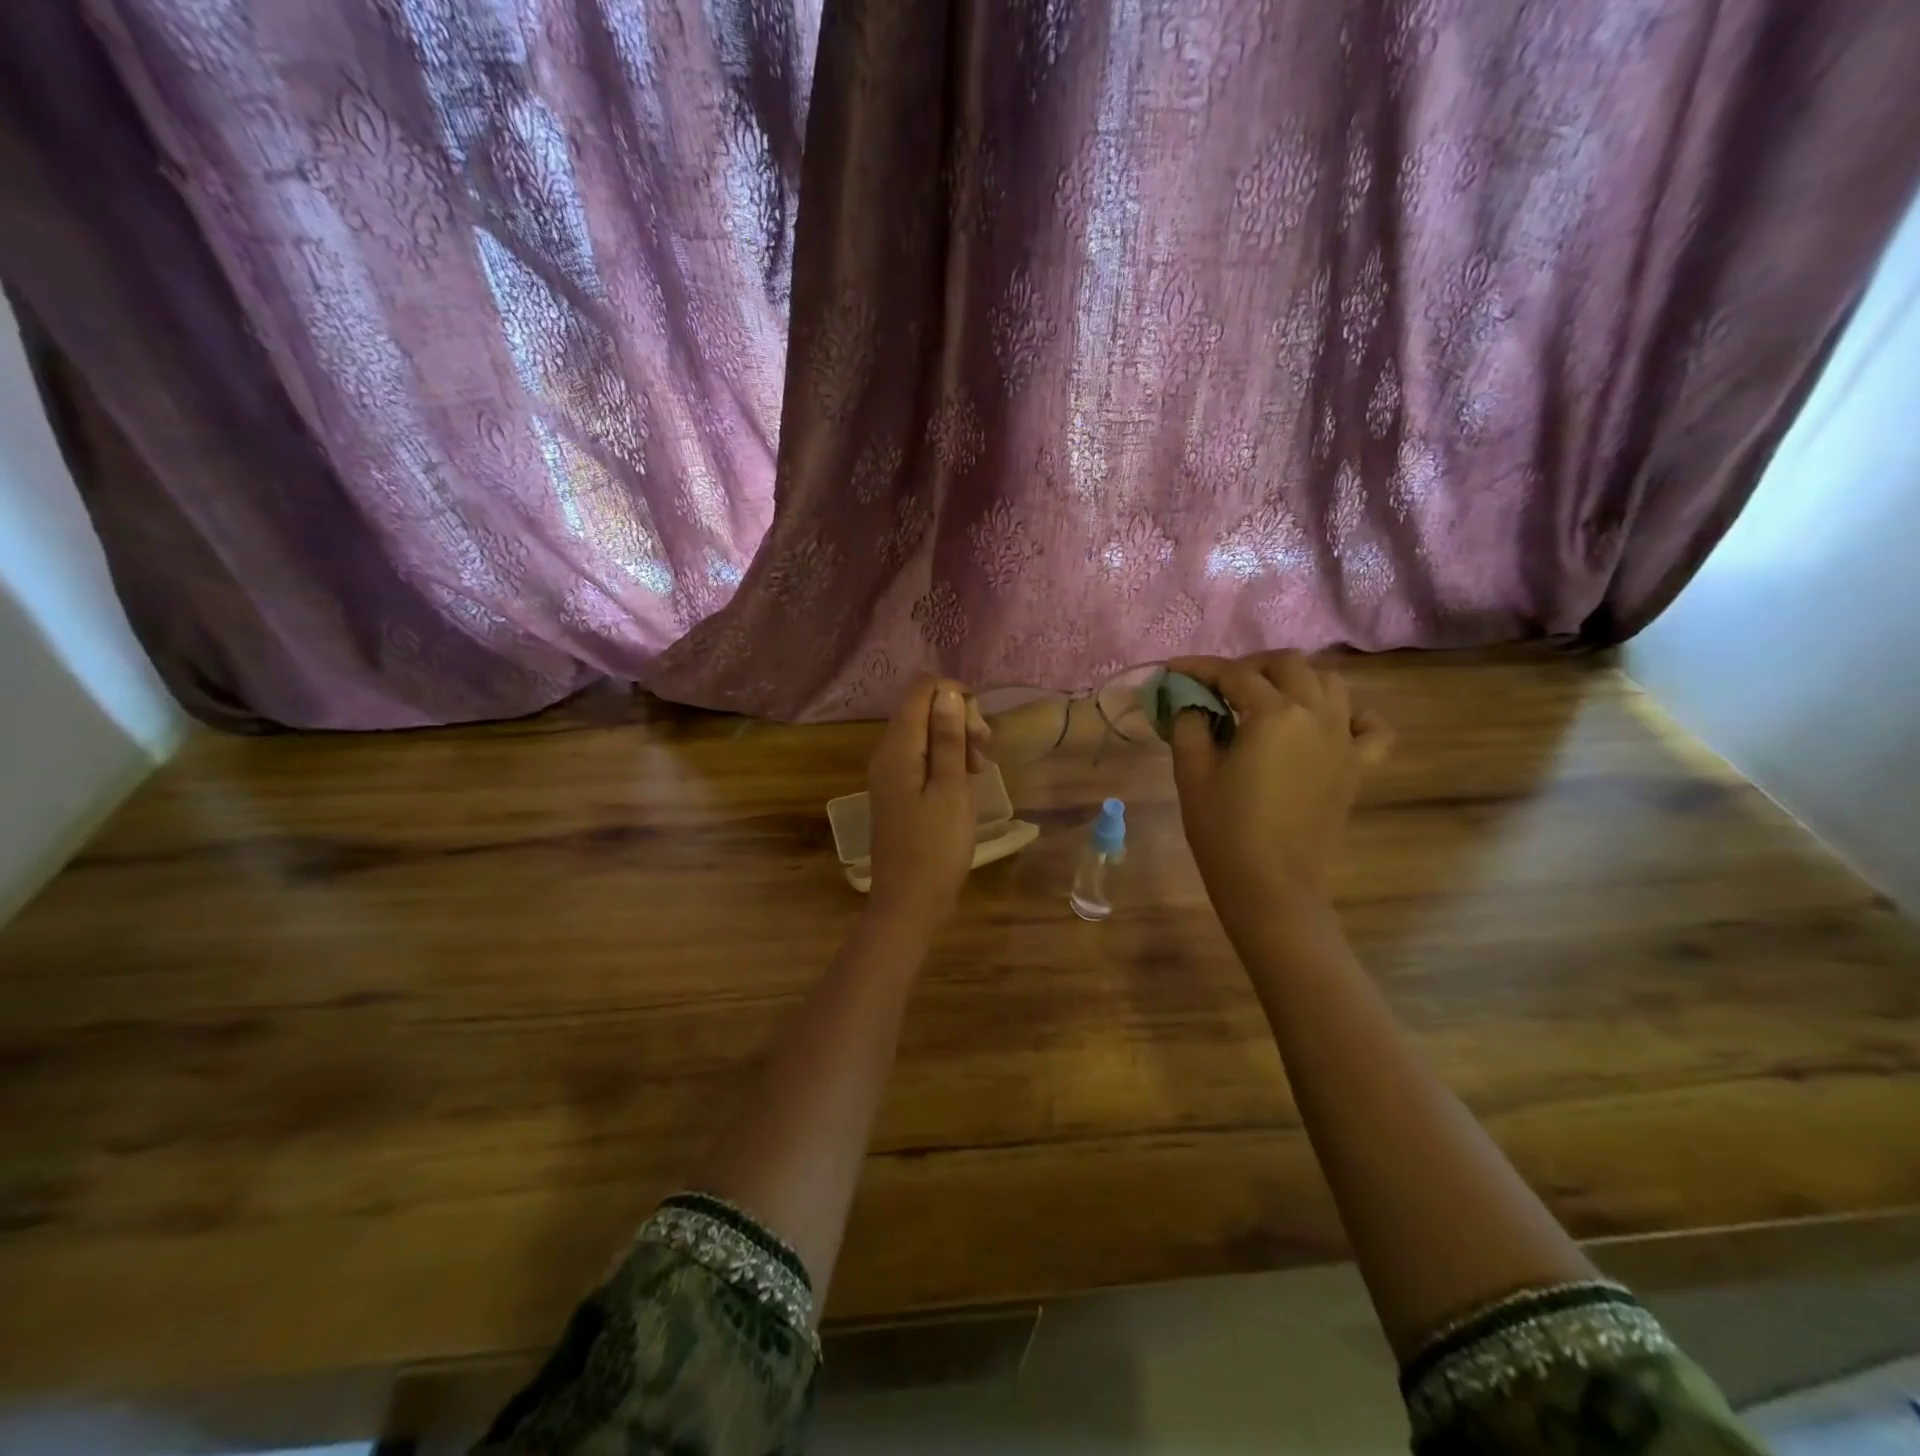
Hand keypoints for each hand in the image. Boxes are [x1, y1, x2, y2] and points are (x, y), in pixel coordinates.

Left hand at [865, 675, 988, 927]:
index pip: (921, 689)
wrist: (908, 903)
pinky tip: (965, 781)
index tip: (980, 729)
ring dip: (956, 741)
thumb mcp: (951, 789)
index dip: (955, 695)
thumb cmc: (936, 848)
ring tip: (978, 770)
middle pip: (922, 709)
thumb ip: (948, 739)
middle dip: (958, 719)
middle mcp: (887, 753)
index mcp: (898, 747)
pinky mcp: (898, 791)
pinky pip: (922, 758)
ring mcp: (890, 773)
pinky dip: (945, 761)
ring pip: (925, 734)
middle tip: (983, 752)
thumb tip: (947, 693)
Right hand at [1165, 652, 1392, 936]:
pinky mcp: (1358, 767)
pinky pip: (1370, 727)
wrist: (1271, 887)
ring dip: (1296, 681)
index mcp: (1273, 714)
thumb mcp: (1192, 774)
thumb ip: (1189, 726)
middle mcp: (1316, 715)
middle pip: (1288, 665)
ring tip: (1267, 699)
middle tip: (1220, 687)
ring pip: (1330, 684)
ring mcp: (1344, 739)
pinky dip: (1352, 715)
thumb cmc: (1224, 831)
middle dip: (1250, 666)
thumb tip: (1191, 704)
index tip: (1173, 671)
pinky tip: (1327, 724)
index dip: (1199, 668)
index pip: (1234, 674)